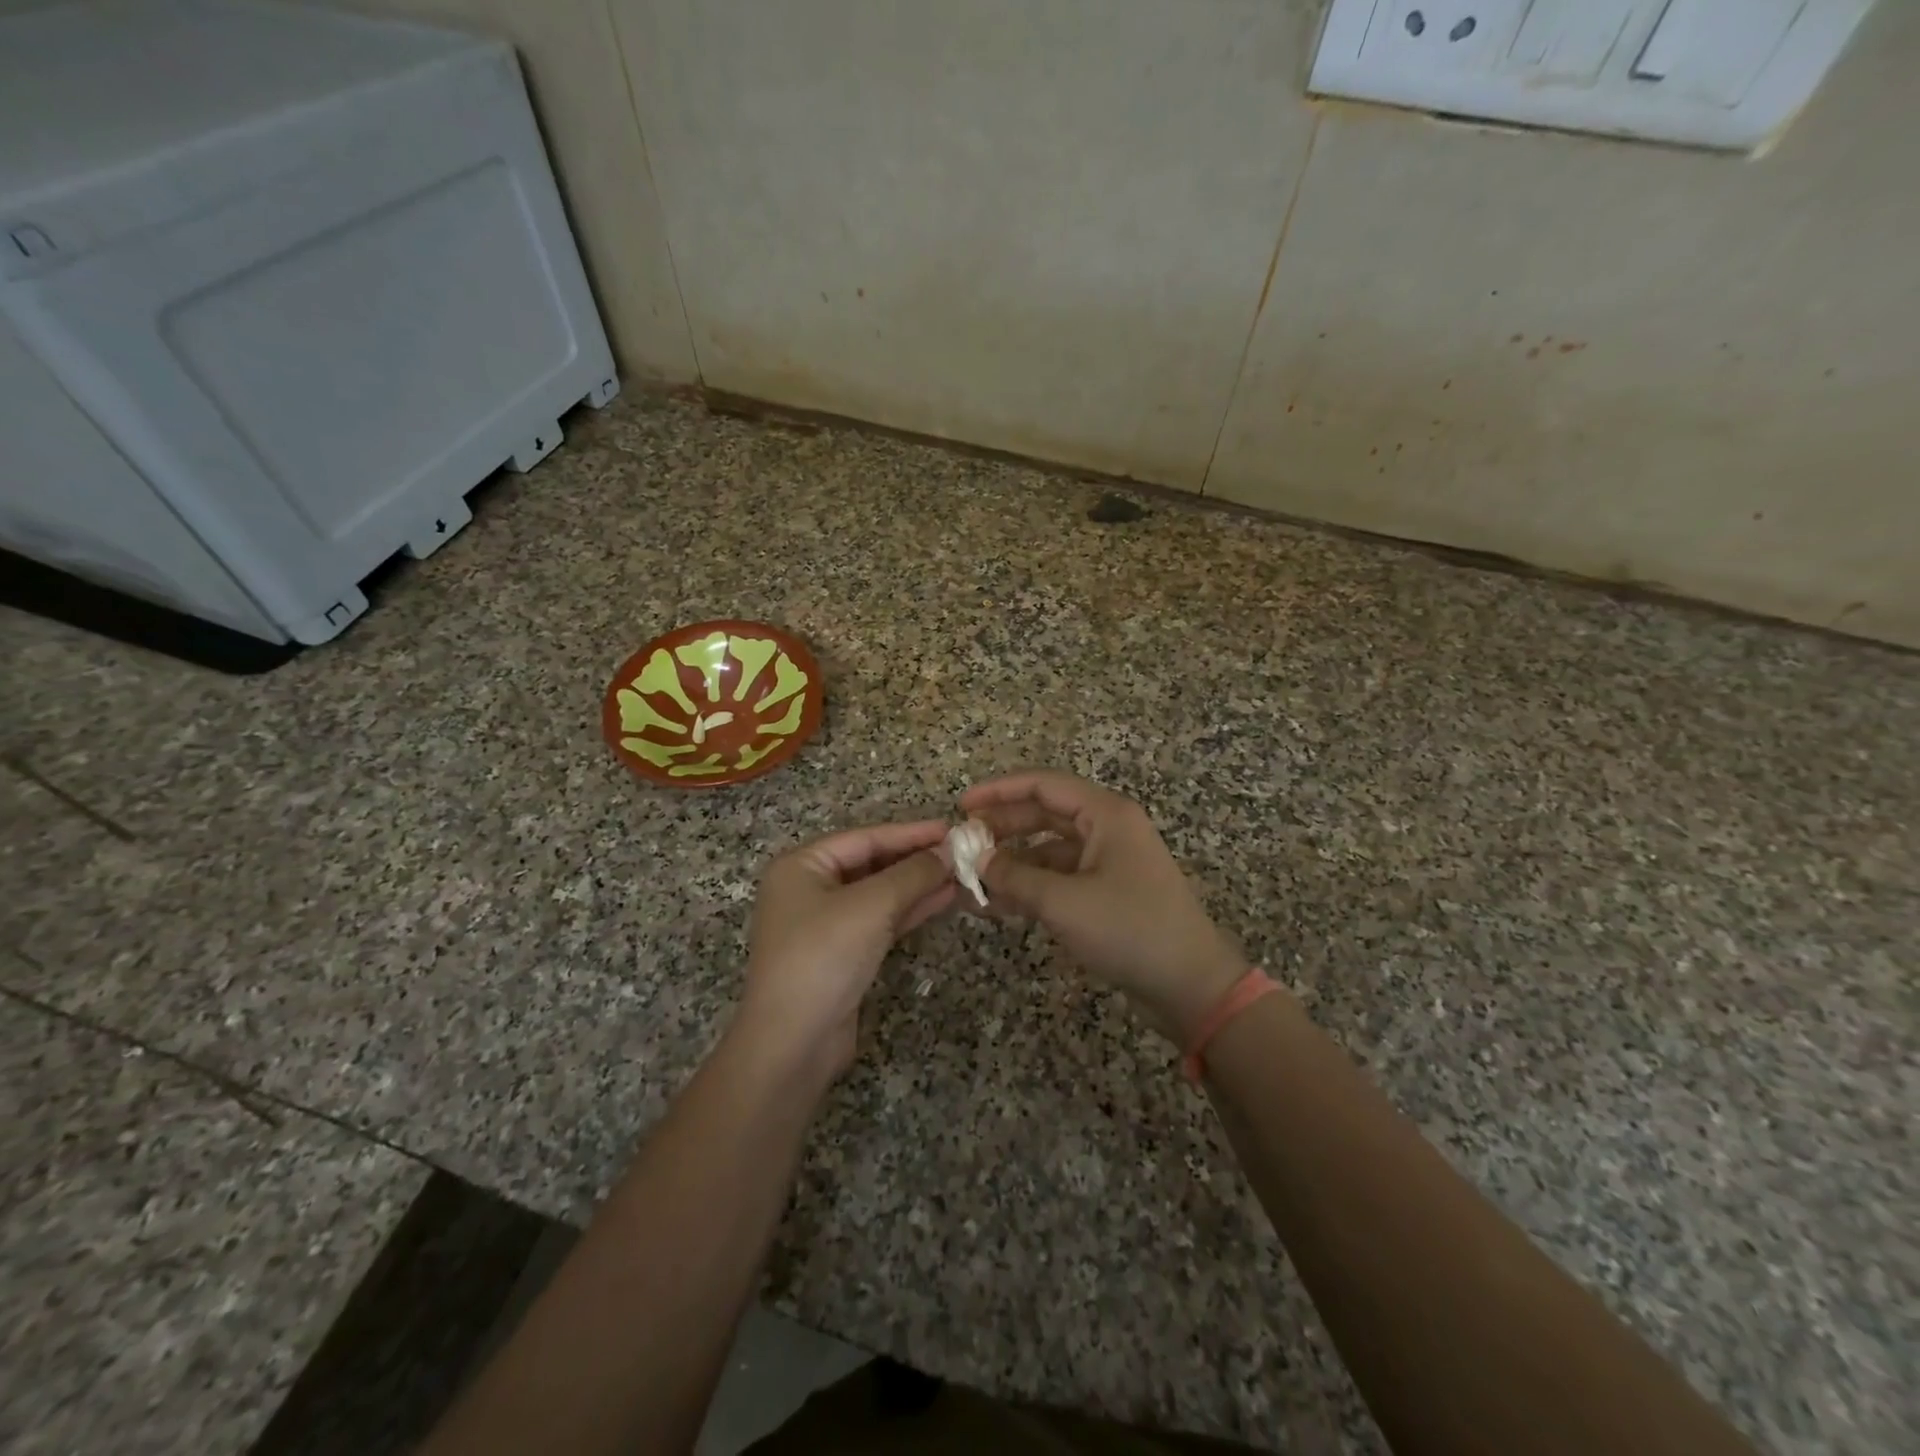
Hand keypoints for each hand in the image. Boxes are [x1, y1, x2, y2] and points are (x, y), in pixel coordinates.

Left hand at [736, 820, 954, 1081]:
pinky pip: (880, 920)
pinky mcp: (842, 953)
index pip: (866, 838)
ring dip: (919, 885)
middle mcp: (810, 888)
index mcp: (802, 865)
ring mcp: (825, 923)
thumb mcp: (871, 906)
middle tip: (963, 852)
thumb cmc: (824, 957)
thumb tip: (950, 850)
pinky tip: (944, 900)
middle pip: (872, 863)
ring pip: (880, 893)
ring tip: (962, 874)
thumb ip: (913, 874)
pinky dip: (910, 910)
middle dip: (917, 859)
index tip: (952, 828)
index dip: (911, 833)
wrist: (793, 1042)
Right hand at [960, 771, 1245, 1043]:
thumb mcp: (1064, 902)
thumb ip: (1015, 877)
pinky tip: (999, 905)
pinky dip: (1031, 887)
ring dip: (1013, 863)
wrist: (1191, 984)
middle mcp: (1108, 828)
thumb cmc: (1130, 930)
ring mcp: (1109, 861)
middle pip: (1044, 814)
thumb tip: (976, 860)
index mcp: (1106, 814)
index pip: (1043, 785)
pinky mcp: (1108, 891)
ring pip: (1049, 849)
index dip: (999, 791)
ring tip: (973, 880)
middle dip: (1002, 828)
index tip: (962, 806)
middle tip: (962, 844)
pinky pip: (1060, 877)